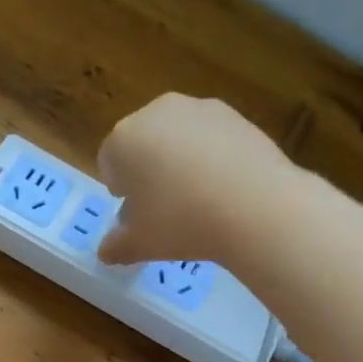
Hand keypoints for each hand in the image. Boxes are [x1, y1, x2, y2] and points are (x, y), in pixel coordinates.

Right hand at [97, 94, 291, 265]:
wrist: (256, 207)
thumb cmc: (181, 222)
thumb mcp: (139, 244)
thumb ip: (116, 246)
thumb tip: (106, 252)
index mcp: (123, 139)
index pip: (108, 162)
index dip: (120, 189)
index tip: (134, 213)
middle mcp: (156, 113)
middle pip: (142, 143)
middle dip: (147, 170)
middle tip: (163, 206)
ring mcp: (199, 109)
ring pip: (178, 137)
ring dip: (179, 161)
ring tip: (197, 198)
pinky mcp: (236, 115)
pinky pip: (211, 138)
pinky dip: (211, 157)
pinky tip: (224, 188)